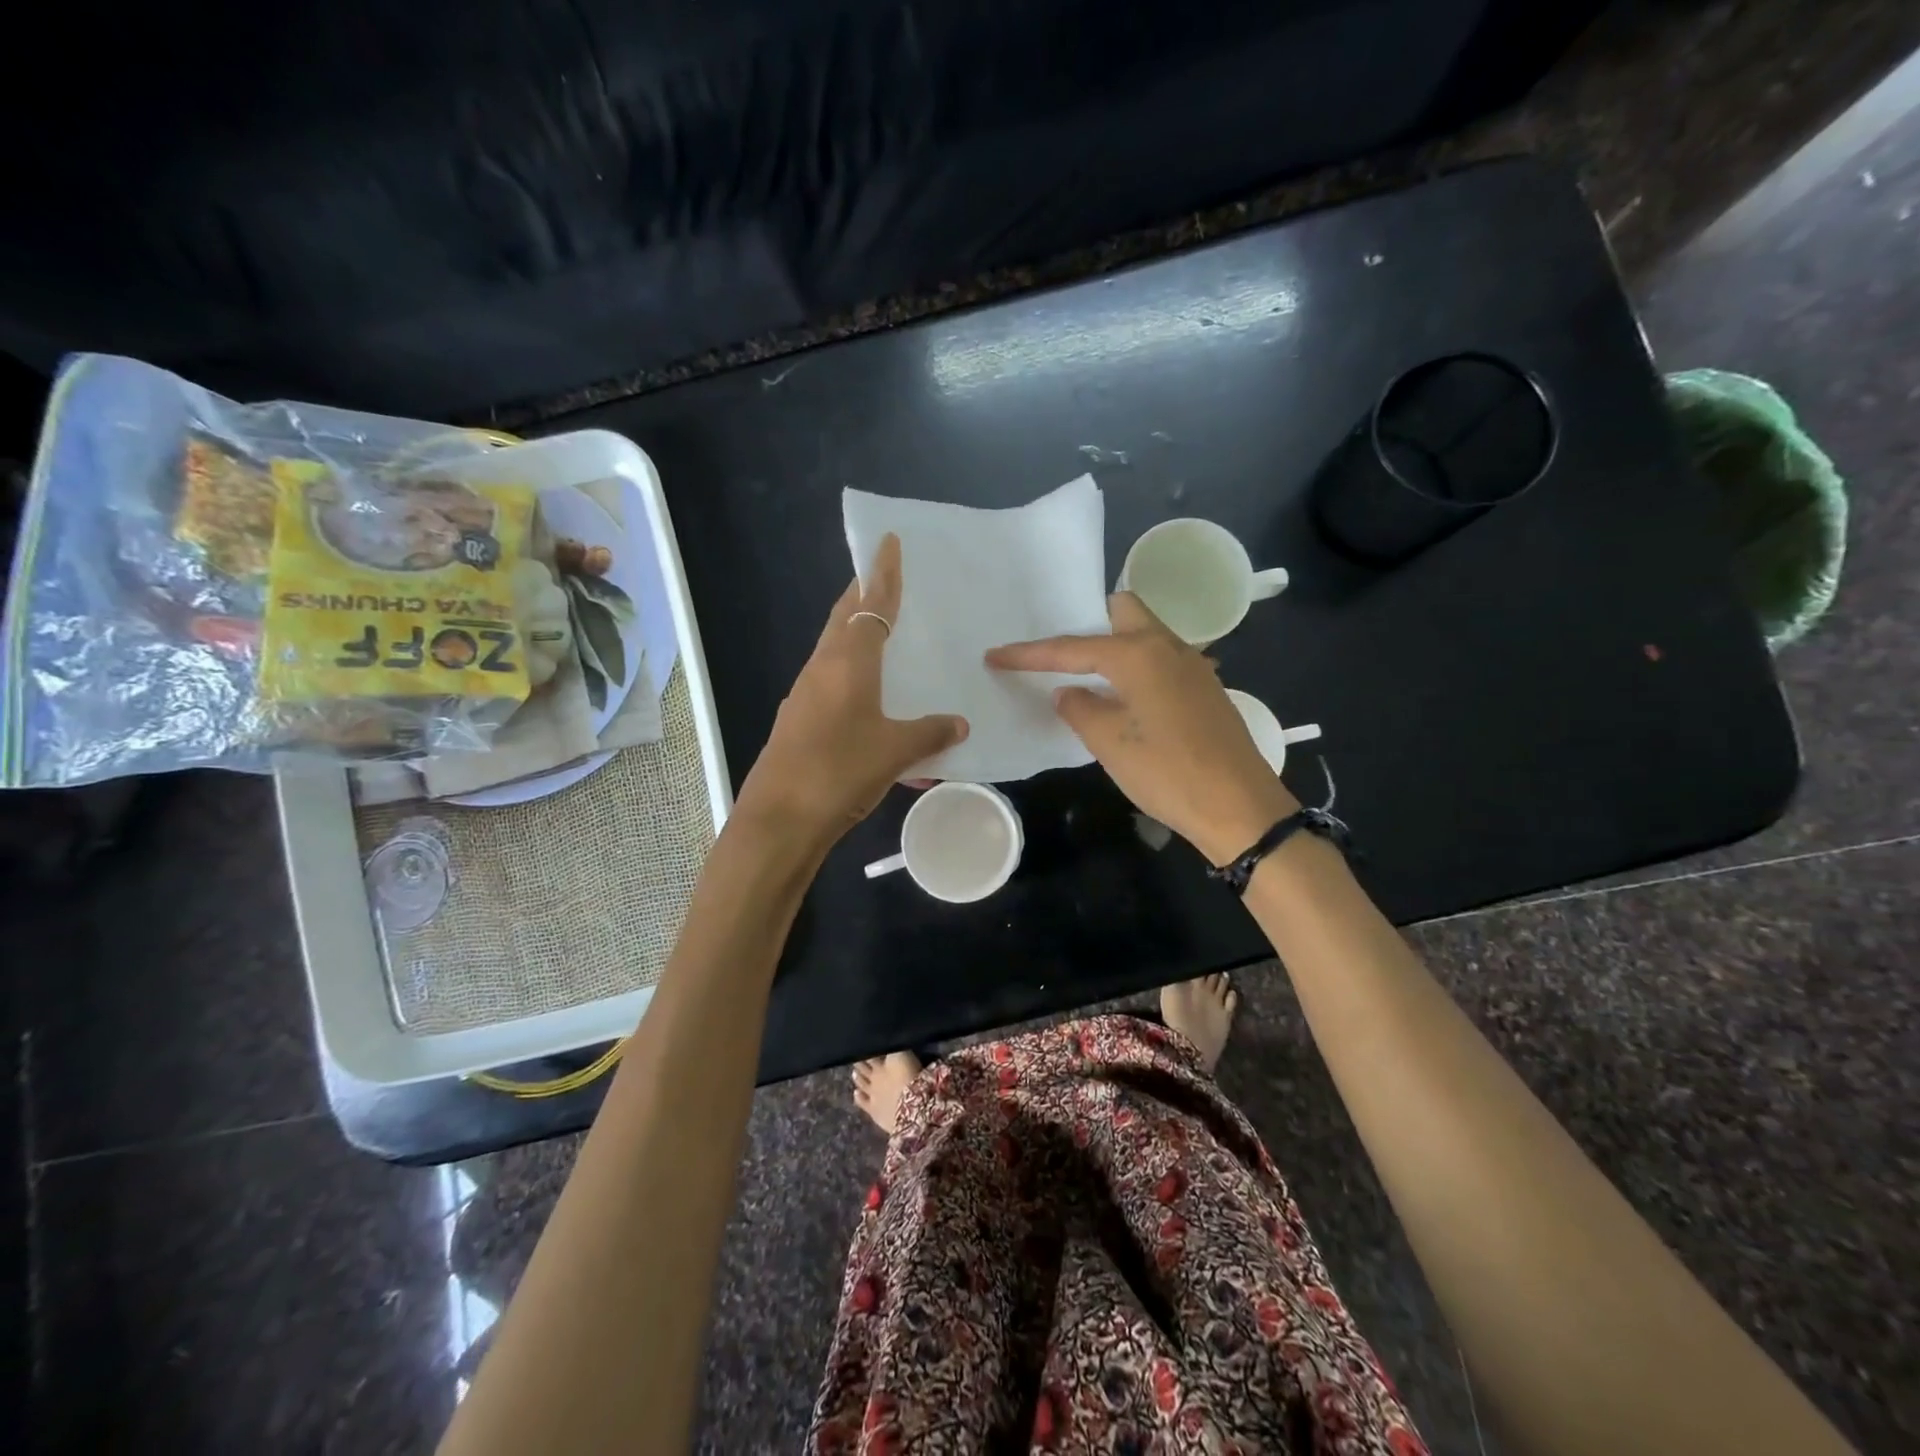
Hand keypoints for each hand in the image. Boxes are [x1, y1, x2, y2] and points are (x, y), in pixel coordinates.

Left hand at [736, 534, 967, 842]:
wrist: (779, 820)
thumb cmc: (840, 771)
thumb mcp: (895, 752)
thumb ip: (930, 734)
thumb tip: (959, 724)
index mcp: (847, 663)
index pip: (869, 605)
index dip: (882, 573)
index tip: (888, 541)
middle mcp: (822, 668)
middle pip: (843, 618)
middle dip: (862, 594)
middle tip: (885, 579)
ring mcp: (805, 694)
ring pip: (833, 649)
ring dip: (854, 632)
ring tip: (881, 631)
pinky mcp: (798, 719)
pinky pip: (829, 680)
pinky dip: (850, 671)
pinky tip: (867, 694)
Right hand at [985, 592, 1295, 864]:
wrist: (1240, 806)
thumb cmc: (1167, 772)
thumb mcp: (1110, 744)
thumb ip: (1080, 709)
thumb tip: (1068, 692)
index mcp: (1139, 654)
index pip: (1072, 646)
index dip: (1030, 654)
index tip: (995, 655)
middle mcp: (1169, 646)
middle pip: (1122, 611)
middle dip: (1086, 621)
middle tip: (1059, 652)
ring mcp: (1193, 666)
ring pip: (1145, 634)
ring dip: (1113, 645)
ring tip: (1084, 673)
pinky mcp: (1205, 689)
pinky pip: (1160, 659)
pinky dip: (1134, 666)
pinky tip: (1122, 697)